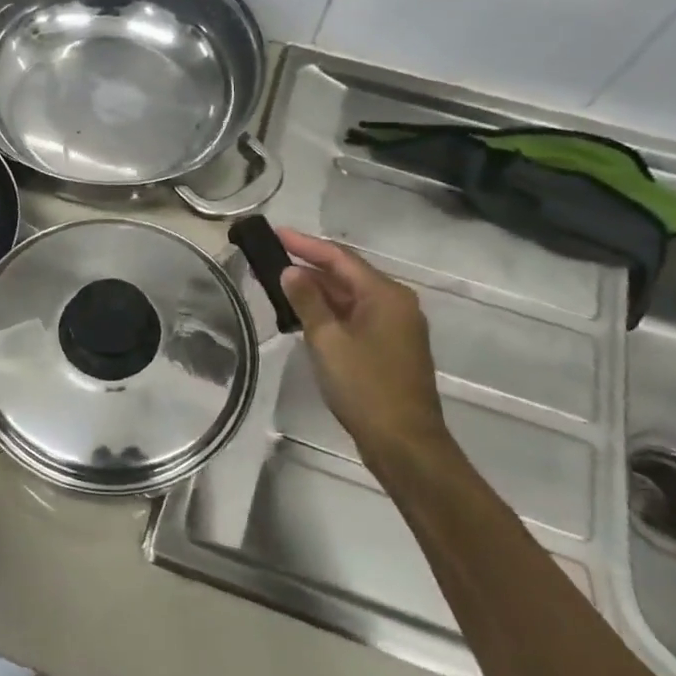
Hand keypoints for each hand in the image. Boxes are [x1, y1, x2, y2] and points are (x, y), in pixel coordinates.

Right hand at [276, 228, 451, 464]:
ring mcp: (396, 326)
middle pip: (347, 274)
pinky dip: (330, 311)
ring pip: (350, 297)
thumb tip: (291, 271)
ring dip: (317, 290)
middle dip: (309, 266)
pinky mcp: (390, 347)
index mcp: (386, 294)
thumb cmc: (365, 386)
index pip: (339, 257)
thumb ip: (307, 301)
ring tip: (279, 284)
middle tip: (271, 259)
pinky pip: (356, 316)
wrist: (404, 442)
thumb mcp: (328, 340)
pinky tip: (304, 315)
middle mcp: (396, 303)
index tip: (275, 233)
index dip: (305, 244)